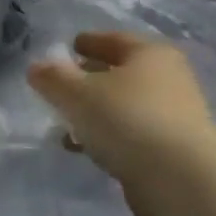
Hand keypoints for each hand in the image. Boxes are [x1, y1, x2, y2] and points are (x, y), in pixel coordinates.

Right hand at [26, 31, 215, 215]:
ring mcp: (172, 114)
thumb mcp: (77, 94)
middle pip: (121, 72)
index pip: (114, 39)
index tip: (68, 46)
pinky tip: (84, 147)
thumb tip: (36, 67)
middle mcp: (167, 78)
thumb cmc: (126, 119)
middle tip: (62, 85)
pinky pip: (129, 132)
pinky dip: (106, 134)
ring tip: (65, 122)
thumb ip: (53, 78)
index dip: (89, 41)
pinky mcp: (169, 146)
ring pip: (123, 105)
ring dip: (95, 110)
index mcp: (149, 54)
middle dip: (90, 77)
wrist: (178, 176)